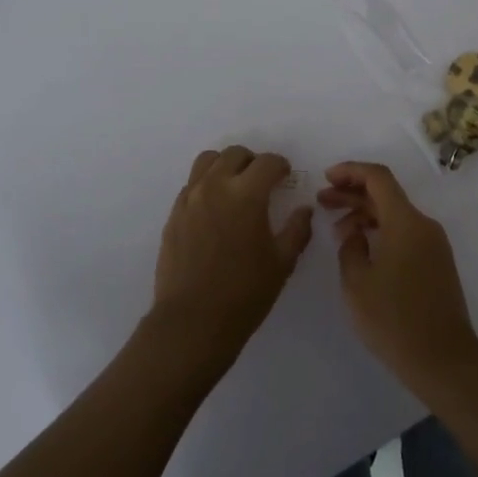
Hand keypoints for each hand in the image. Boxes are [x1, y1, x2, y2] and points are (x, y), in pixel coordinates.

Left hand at [151, 146, 313, 368]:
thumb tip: (304, 210)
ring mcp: (190, 199)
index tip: (285, 177)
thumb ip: (297, 229)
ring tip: (235, 188)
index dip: (281, 166)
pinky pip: (192, 185)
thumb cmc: (245, 293)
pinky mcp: (173, 214)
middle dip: (253, 162)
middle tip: (262, 182)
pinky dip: (207, 185)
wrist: (193, 321)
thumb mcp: (282, 262)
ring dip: (225, 166)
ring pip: (207, 162)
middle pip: (235, 154)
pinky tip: (215, 210)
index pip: (267, 162)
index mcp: (246, 194)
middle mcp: (215, 187)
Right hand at [318, 162, 477, 389]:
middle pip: (386, 195)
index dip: (350, 171)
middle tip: (322, 201)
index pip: (378, 178)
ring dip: (365, 215)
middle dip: (352, 193)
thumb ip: (350, 248)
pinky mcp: (437, 263)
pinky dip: (381, 231)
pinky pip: (405, 233)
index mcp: (406, 222)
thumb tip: (356, 234)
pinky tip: (361, 249)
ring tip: (337, 231)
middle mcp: (424, 225)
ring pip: (396, 215)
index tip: (326, 178)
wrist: (443, 358)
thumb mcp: (357, 283)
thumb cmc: (393, 319)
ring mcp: (434, 244)